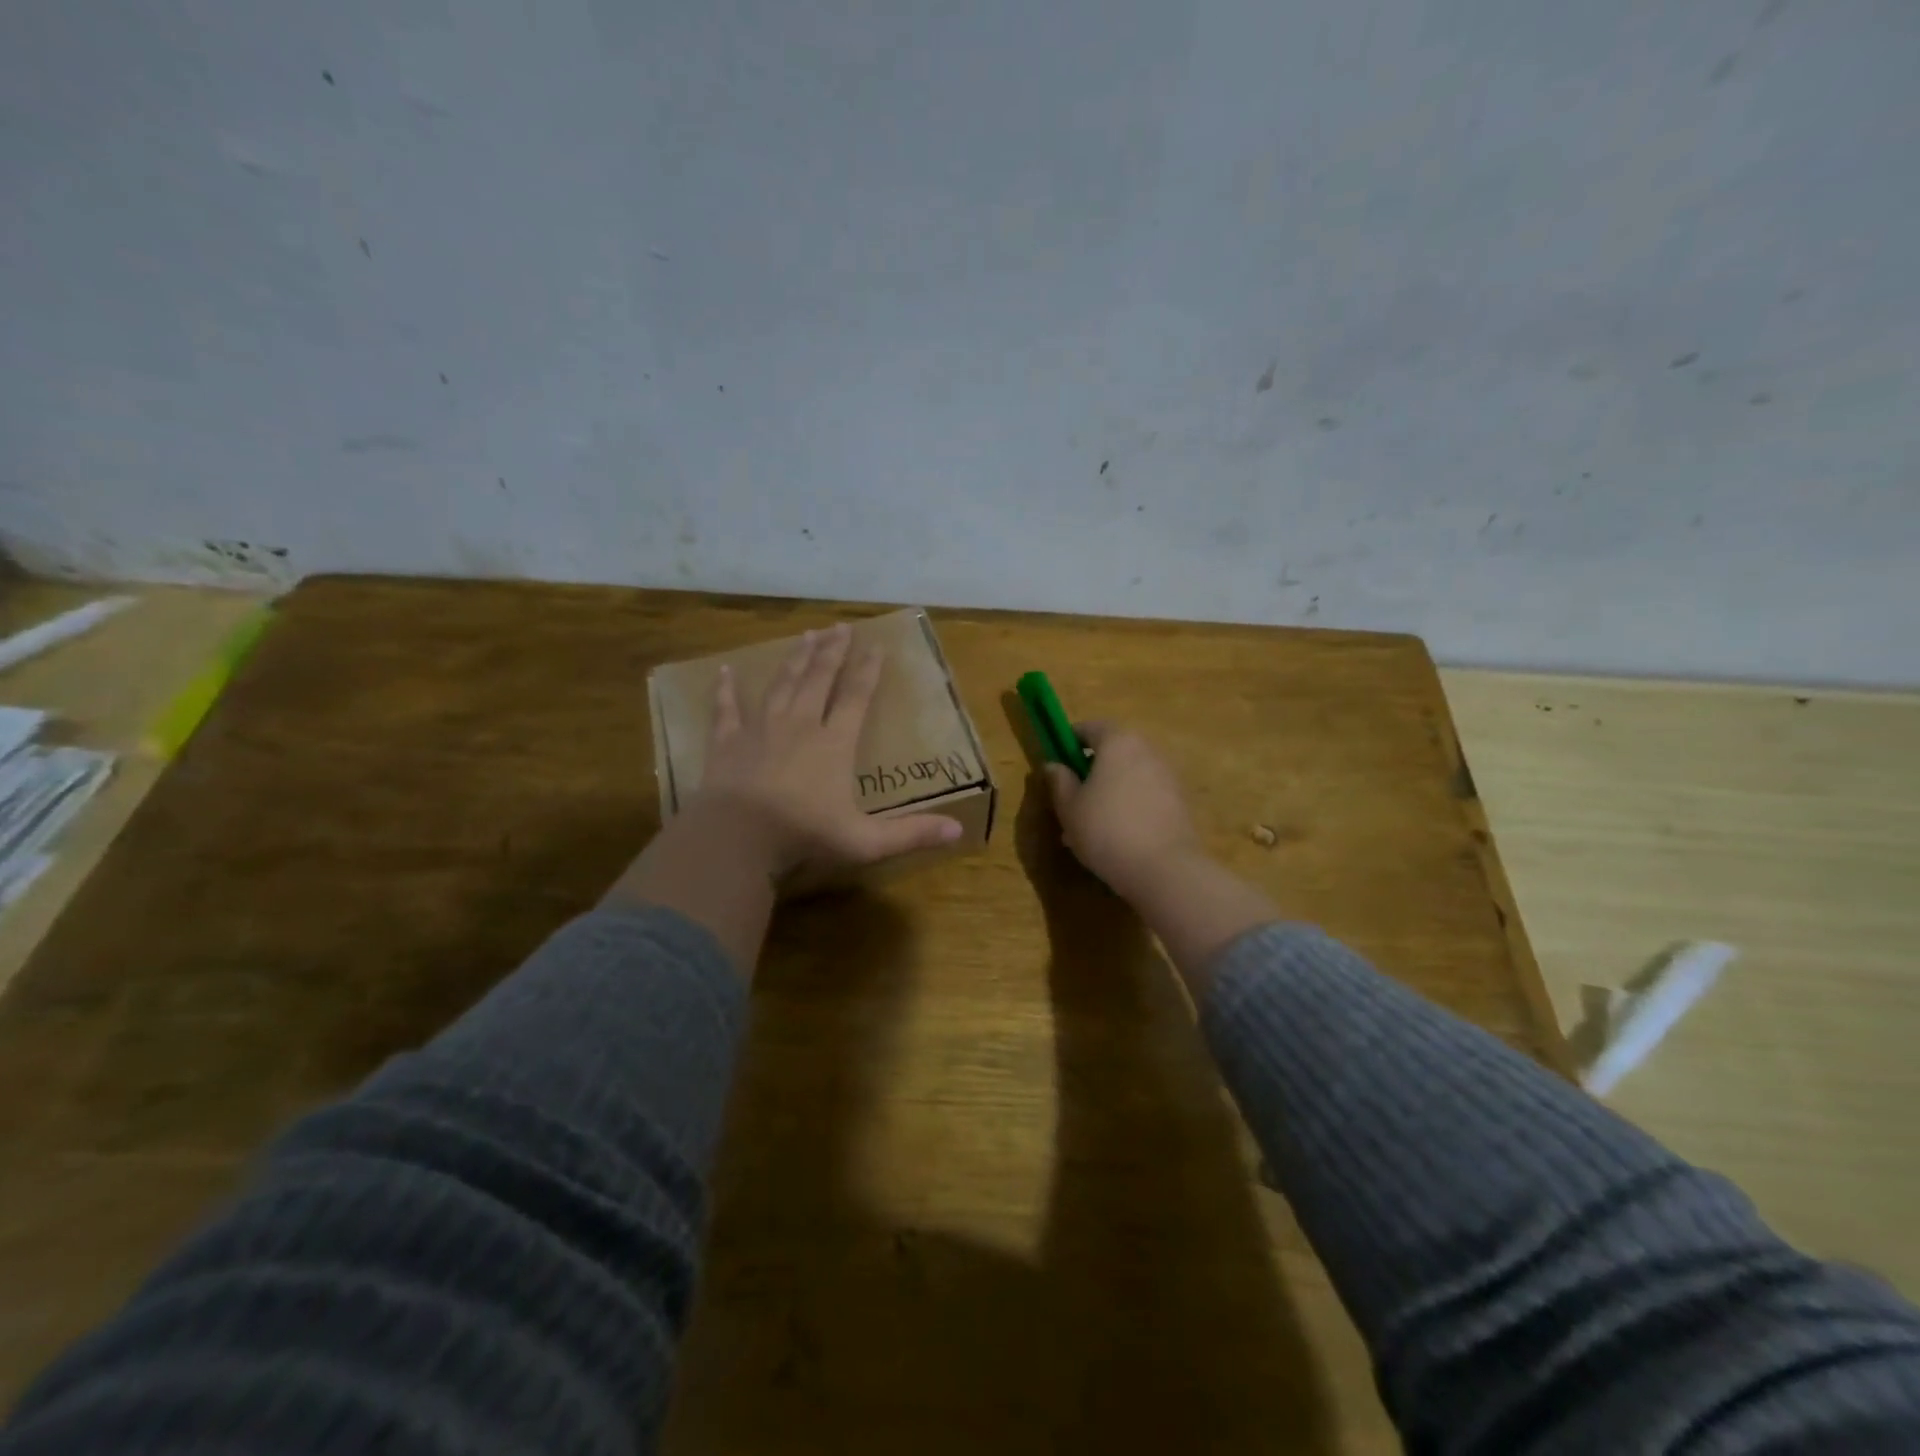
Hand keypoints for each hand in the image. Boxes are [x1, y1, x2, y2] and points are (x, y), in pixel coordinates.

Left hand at [692, 622, 962, 884]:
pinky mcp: (727, 743)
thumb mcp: (865, 841)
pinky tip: (724, 671)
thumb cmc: (803, 836)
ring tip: (805, 636)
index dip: (868, 671)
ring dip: (795, 660)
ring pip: (781, 685)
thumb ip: (911, 834)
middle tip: (840, 627)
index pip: (856, 698)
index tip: (876, 646)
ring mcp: (760, 730)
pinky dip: (725, 690)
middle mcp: (800, 725)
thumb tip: (959, 830)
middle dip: (832, 652)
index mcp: (834, 744)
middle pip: (818, 680)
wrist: (736, 838)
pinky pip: (726, 709)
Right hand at [1043, 722, 1202, 896]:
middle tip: (1072, 800)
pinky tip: (1116, 838)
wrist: (1165, 869)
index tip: (1057, 764)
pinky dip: (1129, 806)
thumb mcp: (1069, 807)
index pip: (1090, 727)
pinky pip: (1146, 795)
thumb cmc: (1106, 830)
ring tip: (1091, 826)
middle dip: (1091, 771)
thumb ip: (1059, 781)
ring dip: (1110, 791)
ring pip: (1129, 776)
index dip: (1069, 742)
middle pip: (1112, 751)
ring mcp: (1168, 775)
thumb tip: (1053, 765)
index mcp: (1118, 742)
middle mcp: (1147, 750)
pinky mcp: (1180, 801)